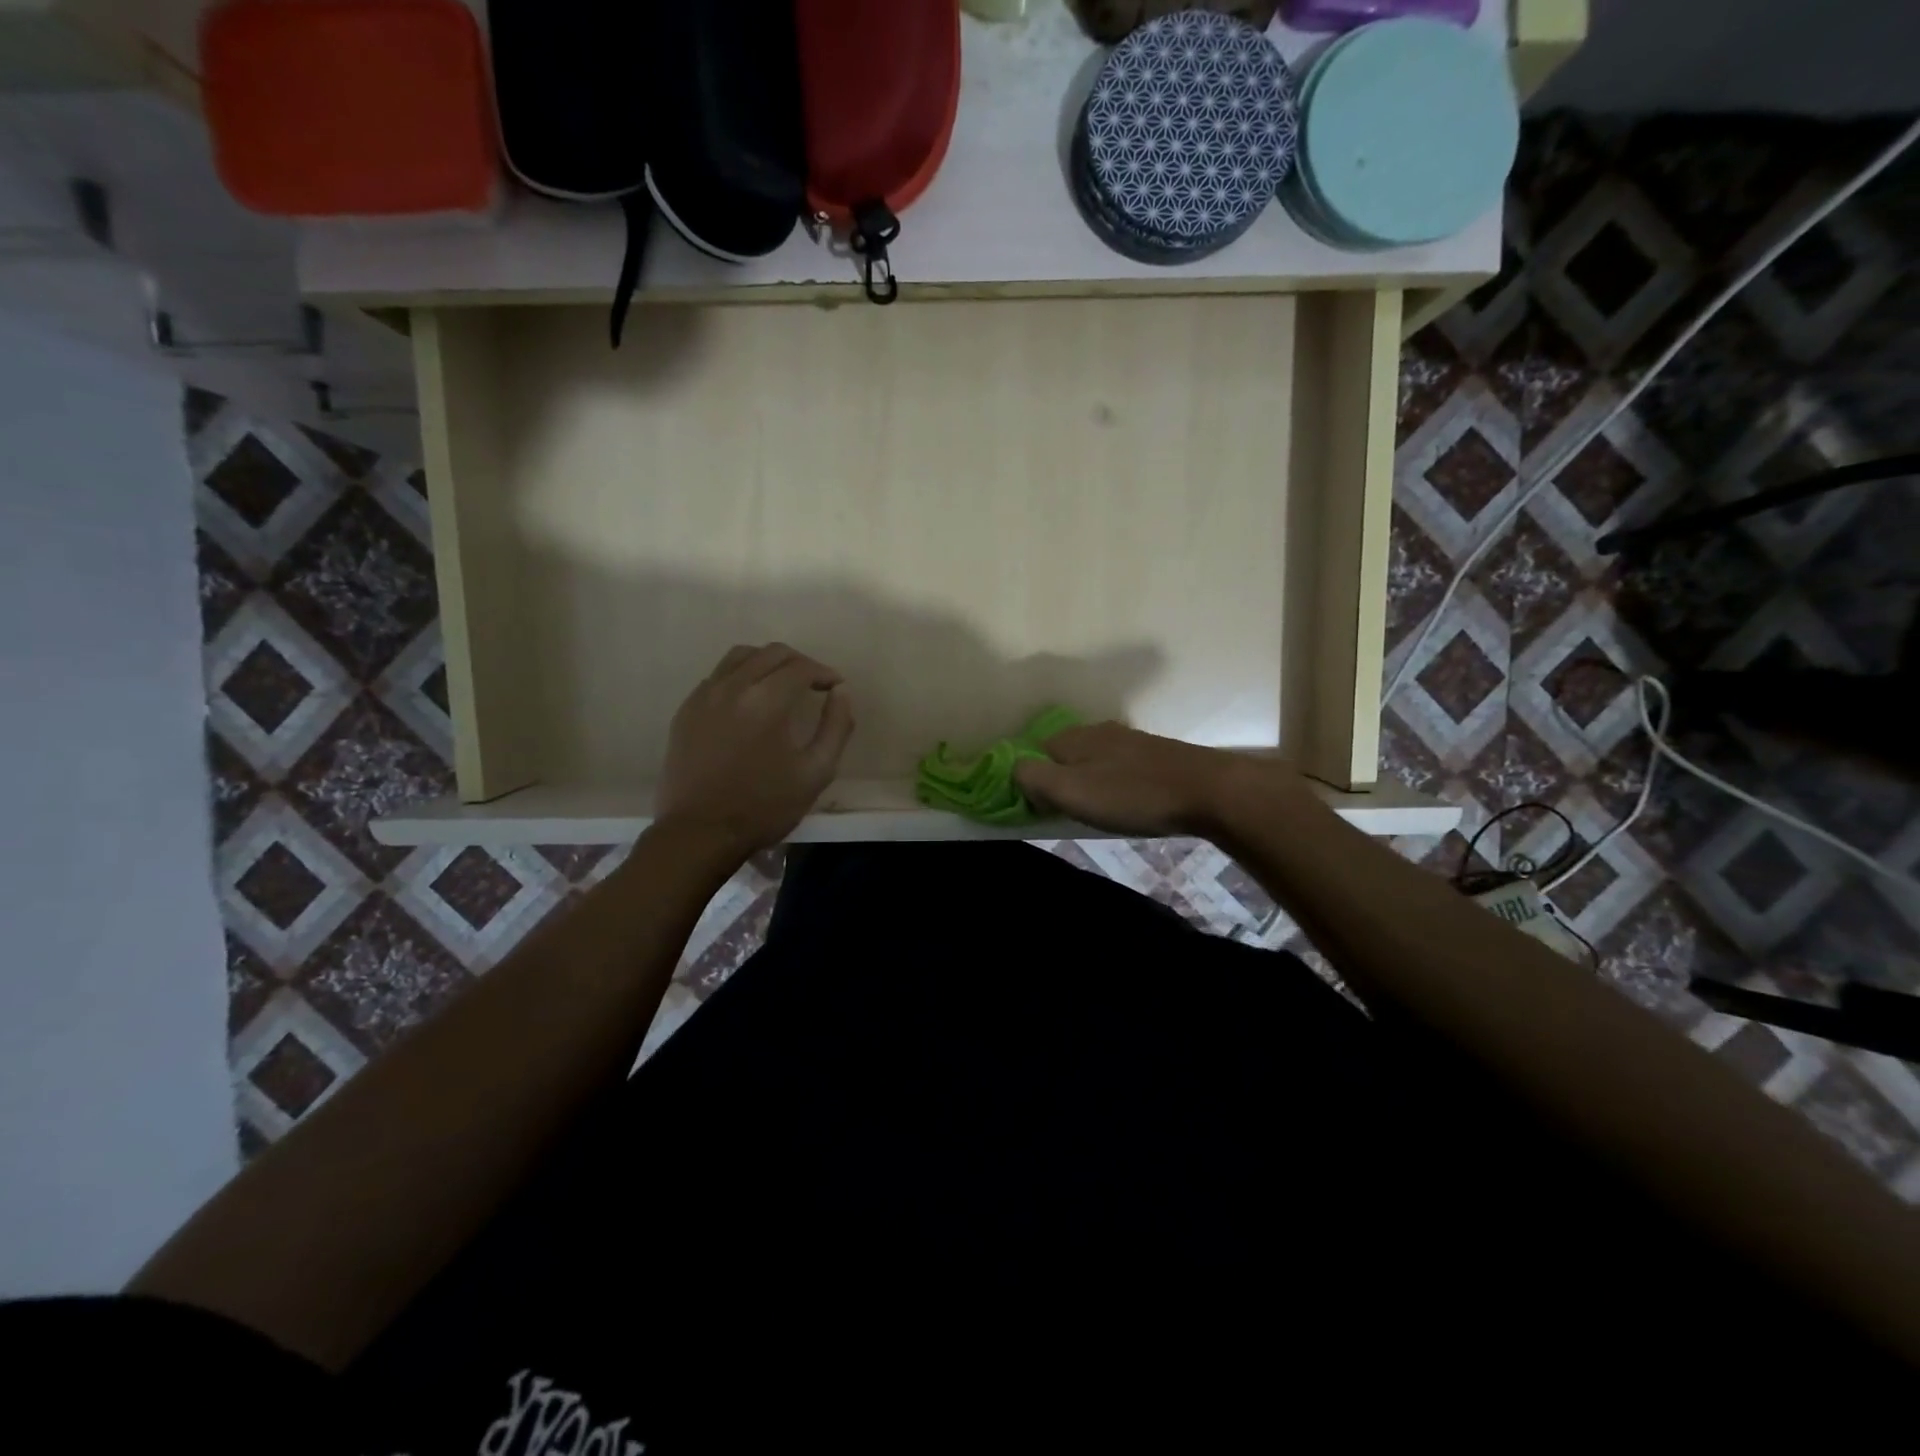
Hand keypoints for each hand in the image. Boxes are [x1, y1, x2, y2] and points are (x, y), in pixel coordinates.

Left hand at [656, 643, 855, 856]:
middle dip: (799, 662)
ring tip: (781, 683)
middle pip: (771, 653)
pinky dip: (740, 676)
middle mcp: (733, 687)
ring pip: (740, 656)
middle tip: (814, 683)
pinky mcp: (686, 710)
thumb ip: (836, 727)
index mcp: (766, 701)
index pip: (801, 667)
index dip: (823, 672)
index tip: (835, 686)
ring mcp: (704, 696)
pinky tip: (749, 701)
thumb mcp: (816, 772)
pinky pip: (718, 676)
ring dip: (767, 662)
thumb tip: (840, 693)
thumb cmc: (764, 806)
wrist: (700, 832)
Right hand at [1013, 721, 1302, 837]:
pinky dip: (1111, 784)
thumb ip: (1033, 780)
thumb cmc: (1132, 795)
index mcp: (1073, 737)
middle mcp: (1098, 732)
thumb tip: (1013, 772)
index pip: (1032, 751)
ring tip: (1092, 812)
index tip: (1032, 808)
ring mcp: (1130, 742)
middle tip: (1061, 813)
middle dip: (1056, 780)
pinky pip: (1118, 768)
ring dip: (1085, 783)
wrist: (1209, 791)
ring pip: (1092, 760)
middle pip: (1062, 754)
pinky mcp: (1156, 756)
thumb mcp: (1071, 792)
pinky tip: (1124, 803)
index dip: (1026, 778)